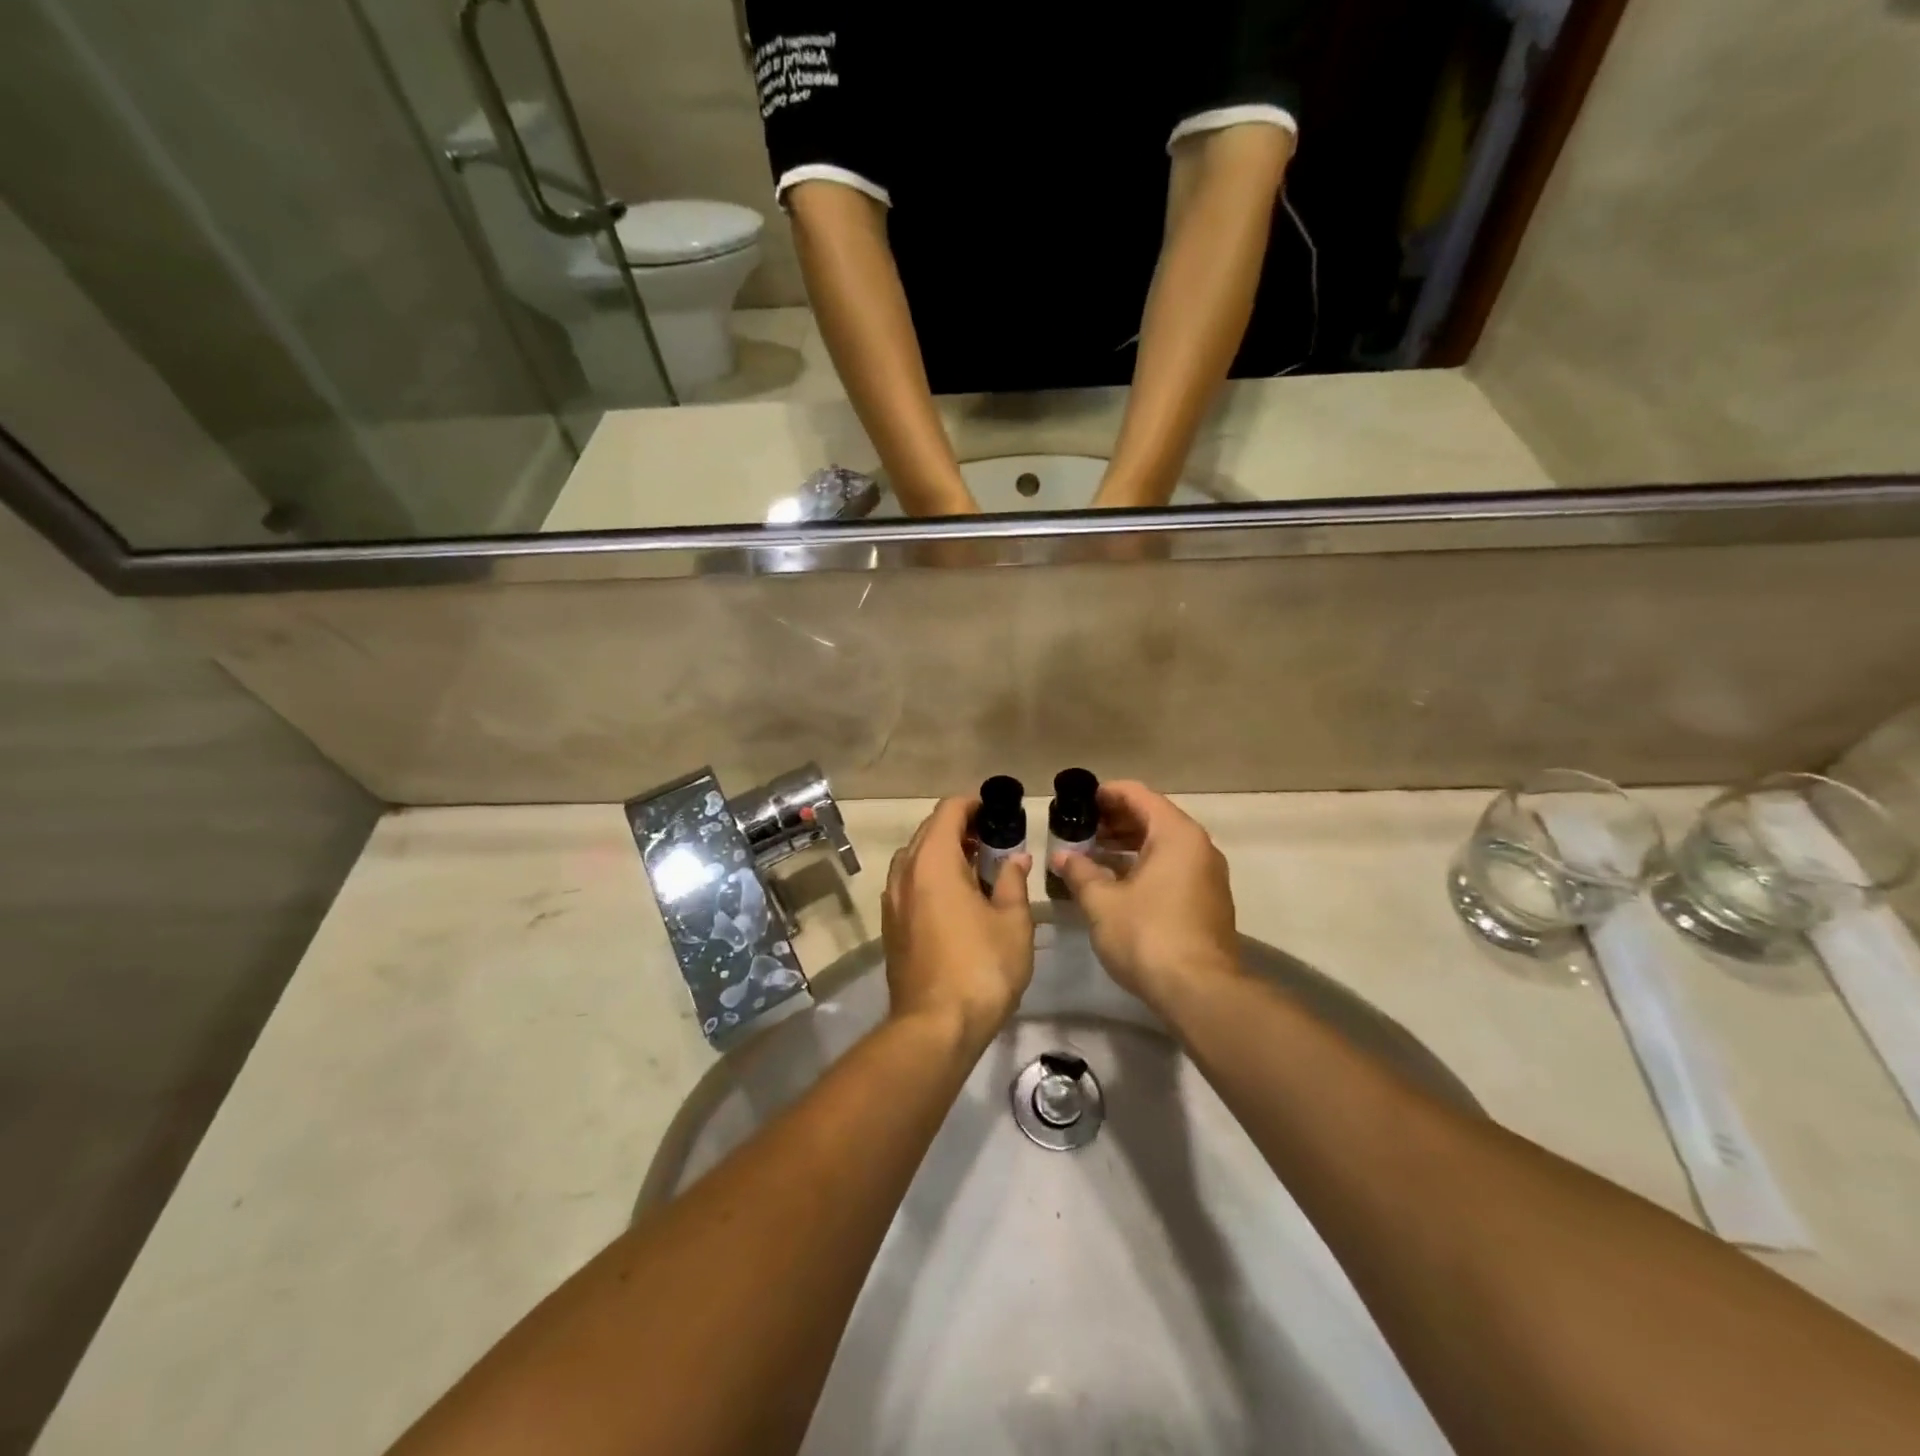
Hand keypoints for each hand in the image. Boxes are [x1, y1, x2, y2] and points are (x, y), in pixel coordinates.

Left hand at [883, 797, 1033, 1048]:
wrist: (934, 1027)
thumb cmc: (981, 968)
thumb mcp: (1013, 923)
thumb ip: (1013, 882)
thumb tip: (1015, 859)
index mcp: (933, 861)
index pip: (948, 811)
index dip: (973, 803)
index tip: (998, 810)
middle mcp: (905, 873)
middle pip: (928, 831)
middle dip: (960, 827)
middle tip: (994, 838)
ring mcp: (892, 900)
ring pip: (915, 858)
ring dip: (943, 852)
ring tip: (977, 866)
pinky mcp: (890, 926)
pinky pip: (909, 883)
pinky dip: (931, 876)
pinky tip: (956, 897)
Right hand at [1050, 781, 1239, 1009]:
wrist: (1199, 991)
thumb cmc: (1147, 935)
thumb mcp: (1102, 902)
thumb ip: (1080, 872)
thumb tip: (1061, 856)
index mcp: (1176, 835)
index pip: (1138, 795)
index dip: (1105, 794)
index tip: (1078, 801)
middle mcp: (1198, 847)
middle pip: (1153, 818)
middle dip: (1115, 821)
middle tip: (1080, 829)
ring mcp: (1208, 875)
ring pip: (1163, 845)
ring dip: (1128, 845)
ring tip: (1092, 854)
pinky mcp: (1208, 901)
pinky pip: (1173, 868)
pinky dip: (1145, 865)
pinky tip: (1116, 882)